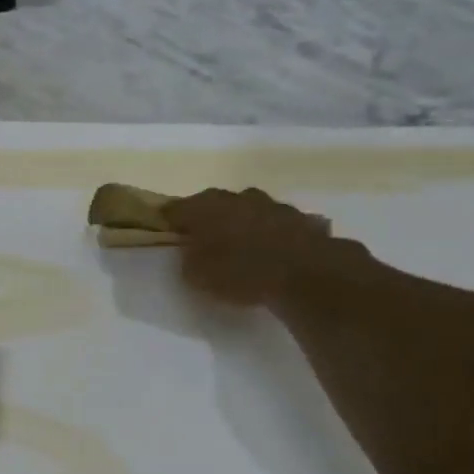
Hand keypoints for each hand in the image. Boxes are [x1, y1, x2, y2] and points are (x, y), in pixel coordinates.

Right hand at [161, 187, 353, 306]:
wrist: (307, 274)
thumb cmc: (240, 273)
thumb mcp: (197, 276)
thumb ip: (188, 259)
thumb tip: (191, 252)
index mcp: (204, 207)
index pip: (174, 209)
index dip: (168, 222)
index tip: (165, 235)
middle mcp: (237, 197)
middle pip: (214, 205)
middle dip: (208, 220)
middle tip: (204, 242)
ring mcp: (273, 205)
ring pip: (249, 211)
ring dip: (243, 224)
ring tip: (242, 248)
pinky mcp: (302, 219)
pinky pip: (278, 225)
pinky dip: (272, 235)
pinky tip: (274, 252)